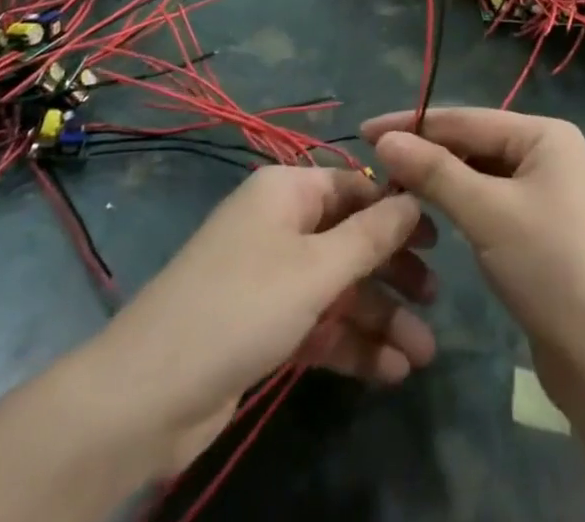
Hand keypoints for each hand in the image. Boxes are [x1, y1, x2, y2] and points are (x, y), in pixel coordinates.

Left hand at [91, 165, 436, 473]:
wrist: (146, 398)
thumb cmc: (241, 308)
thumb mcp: (315, 269)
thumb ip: (371, 235)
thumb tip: (412, 196)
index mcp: (287, 193)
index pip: (354, 187)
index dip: (396, 210)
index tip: (439, 237)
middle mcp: (280, 227)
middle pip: (350, 240)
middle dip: (393, 272)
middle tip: (436, 298)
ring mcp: (270, 279)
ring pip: (338, 289)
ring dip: (379, 318)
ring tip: (423, 354)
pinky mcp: (263, 328)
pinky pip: (318, 325)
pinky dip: (351, 344)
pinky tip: (390, 372)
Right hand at [362, 109, 584, 408]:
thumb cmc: (549, 267)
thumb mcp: (486, 213)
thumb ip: (434, 172)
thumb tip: (386, 139)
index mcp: (544, 134)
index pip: (467, 118)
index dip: (414, 123)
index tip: (366, 129)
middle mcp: (548, 153)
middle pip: (473, 143)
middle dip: (425, 151)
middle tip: (373, 160)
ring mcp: (546, 190)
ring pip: (479, 173)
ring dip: (439, 179)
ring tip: (392, 184)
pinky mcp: (539, 227)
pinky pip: (489, 200)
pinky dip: (459, 203)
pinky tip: (430, 211)